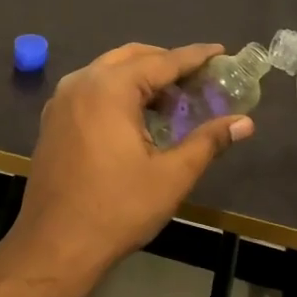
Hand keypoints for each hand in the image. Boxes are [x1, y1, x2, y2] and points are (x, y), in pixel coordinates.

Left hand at [6, 42, 254, 280]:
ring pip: (108, 73)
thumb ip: (208, 141)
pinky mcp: (52, 121)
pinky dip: (117, 92)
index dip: (194, 57)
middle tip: (198, 81)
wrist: (54, 245)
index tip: (220, 52)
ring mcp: (61, 101)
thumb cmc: (117, 209)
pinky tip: (136, 119)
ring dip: (141, 78)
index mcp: (109, 89)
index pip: (162, 61)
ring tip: (172, 102)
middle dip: (166, 64)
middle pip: (131, 58)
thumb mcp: (171, 176)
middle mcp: (81, 83)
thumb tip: (245, 123)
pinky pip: (91, 91)